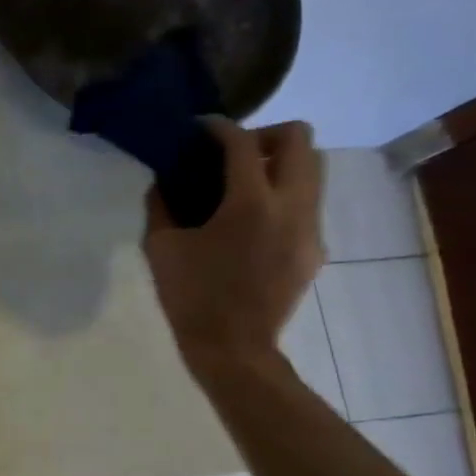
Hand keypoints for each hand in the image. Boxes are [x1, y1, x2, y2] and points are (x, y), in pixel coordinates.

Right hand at [144, 118, 325, 378]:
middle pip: (299, 140)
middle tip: (232, 156)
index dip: (219, 127)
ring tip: (245, 185)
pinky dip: (283, 196)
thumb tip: (165, 182)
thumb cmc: (190, 296)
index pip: (242, 143)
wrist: (233, 347)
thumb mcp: (160, 247)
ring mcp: (310, 227)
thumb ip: (162, 206)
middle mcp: (291, 206)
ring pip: (313, 169)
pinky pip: (308, 204)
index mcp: (249, 203)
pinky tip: (253, 222)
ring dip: (280, 164)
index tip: (200, 128)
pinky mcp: (315, 248)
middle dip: (264, 136)